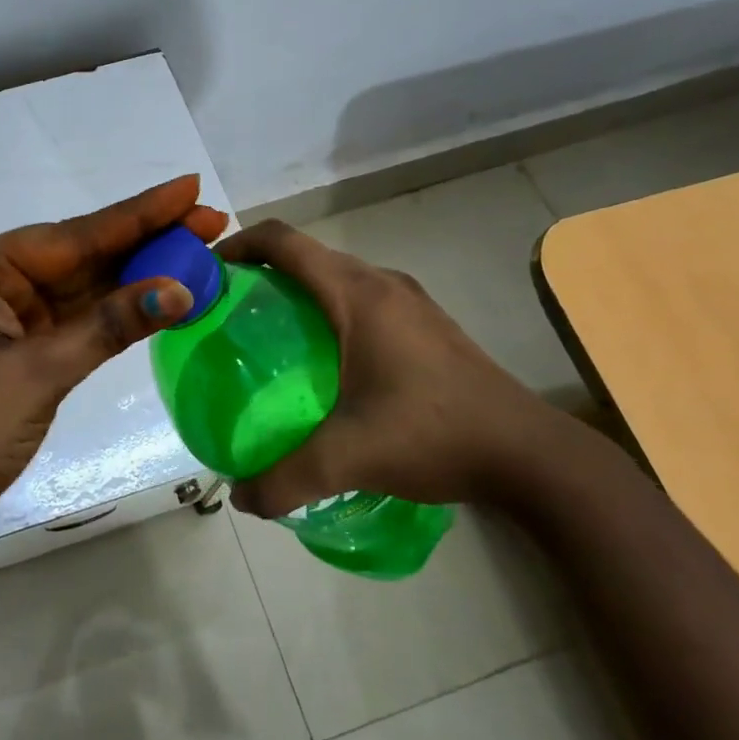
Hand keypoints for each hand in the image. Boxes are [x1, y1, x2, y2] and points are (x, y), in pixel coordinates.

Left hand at [0, 176, 226, 568]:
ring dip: (136, 278)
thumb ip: (108, 327)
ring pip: (81, 290)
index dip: (139, 214)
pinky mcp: (14, 354)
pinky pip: (73, 323)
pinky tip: (157, 299)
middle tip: (210, 222)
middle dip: (146, 242)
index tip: (190, 188)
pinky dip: (114, 317)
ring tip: (198, 255)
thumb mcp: (36, 374)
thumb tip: (180, 290)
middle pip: (81, 256)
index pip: (74, 234)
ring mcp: (3, 319)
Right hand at [217, 220, 578, 518]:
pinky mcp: (427, 326)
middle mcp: (382, 284)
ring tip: (268, 338)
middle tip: (228, 314)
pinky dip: (328, 312)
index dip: (237, 244)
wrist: (531, 455)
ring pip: (336, 277)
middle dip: (261, 272)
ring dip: (297, 292)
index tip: (207, 273)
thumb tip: (239, 498)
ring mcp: (410, 303)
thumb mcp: (349, 458)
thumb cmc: (434, 434)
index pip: (283, 241)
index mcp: (357, 294)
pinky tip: (324, 364)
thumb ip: (284, 479)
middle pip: (307, 256)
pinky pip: (361, 300)